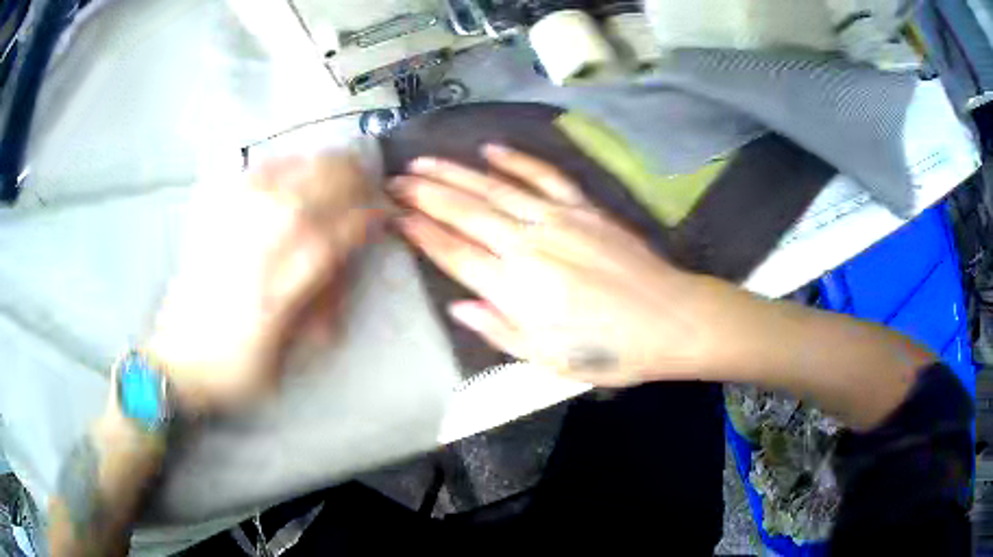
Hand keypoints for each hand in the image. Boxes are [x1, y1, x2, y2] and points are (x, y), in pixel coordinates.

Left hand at [147, 155, 376, 412]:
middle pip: (319, 186)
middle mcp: (258, 241)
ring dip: (323, 164)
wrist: (179, 357)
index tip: (384, 210)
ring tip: (337, 171)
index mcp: (281, 287)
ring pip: (292, 168)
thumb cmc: (237, 368)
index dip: (369, 214)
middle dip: (353, 178)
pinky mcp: (212, 211)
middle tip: (366, 184)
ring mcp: (231, 220)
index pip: (339, 231)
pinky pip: (256, 169)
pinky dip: (284, 162)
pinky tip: (292, 169)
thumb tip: (345, 262)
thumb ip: (322, 306)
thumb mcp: (291, 357)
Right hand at [390, 145, 732, 386]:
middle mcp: (529, 244)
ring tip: (423, 162)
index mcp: (516, 288)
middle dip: (424, 194)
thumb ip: (499, 329)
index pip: (453, 252)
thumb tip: (458, 305)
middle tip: (394, 181)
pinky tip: (490, 149)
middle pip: (465, 212)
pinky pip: (543, 176)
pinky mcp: (585, 207)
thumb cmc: (610, 350)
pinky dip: (516, 160)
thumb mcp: (548, 359)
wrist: (671, 319)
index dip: (420, 232)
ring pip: (495, 188)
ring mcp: (559, 219)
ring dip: (455, 173)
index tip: (393, 216)